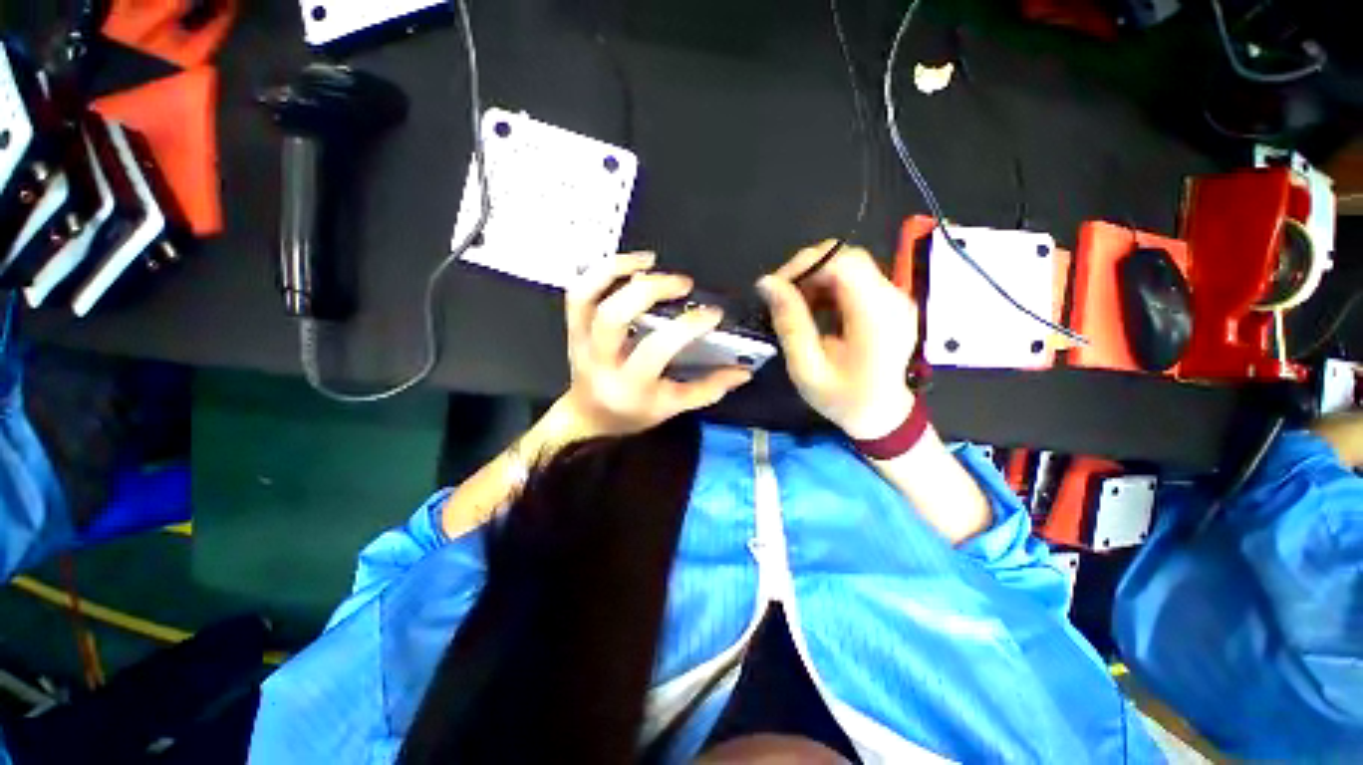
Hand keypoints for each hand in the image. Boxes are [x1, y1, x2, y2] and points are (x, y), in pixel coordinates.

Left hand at [556, 252, 753, 439]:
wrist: (588, 416)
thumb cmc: (632, 413)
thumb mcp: (672, 408)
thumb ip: (708, 389)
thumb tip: (744, 371)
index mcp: (629, 385)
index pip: (657, 349)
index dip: (687, 327)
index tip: (712, 314)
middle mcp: (600, 361)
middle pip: (614, 316)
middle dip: (650, 290)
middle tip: (683, 283)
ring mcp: (581, 341)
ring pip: (586, 297)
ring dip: (617, 270)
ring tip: (649, 260)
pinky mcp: (573, 328)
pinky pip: (578, 293)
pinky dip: (600, 271)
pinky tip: (628, 265)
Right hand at [758, 241, 919, 439]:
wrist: (882, 416)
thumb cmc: (843, 398)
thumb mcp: (807, 367)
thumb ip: (789, 322)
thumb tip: (767, 283)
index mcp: (876, 315)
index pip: (842, 261)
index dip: (804, 264)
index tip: (776, 288)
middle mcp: (892, 297)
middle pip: (846, 257)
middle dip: (807, 270)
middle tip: (782, 298)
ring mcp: (894, 298)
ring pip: (848, 265)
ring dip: (815, 279)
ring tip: (795, 307)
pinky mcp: (889, 302)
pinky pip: (854, 280)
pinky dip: (828, 287)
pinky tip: (814, 310)